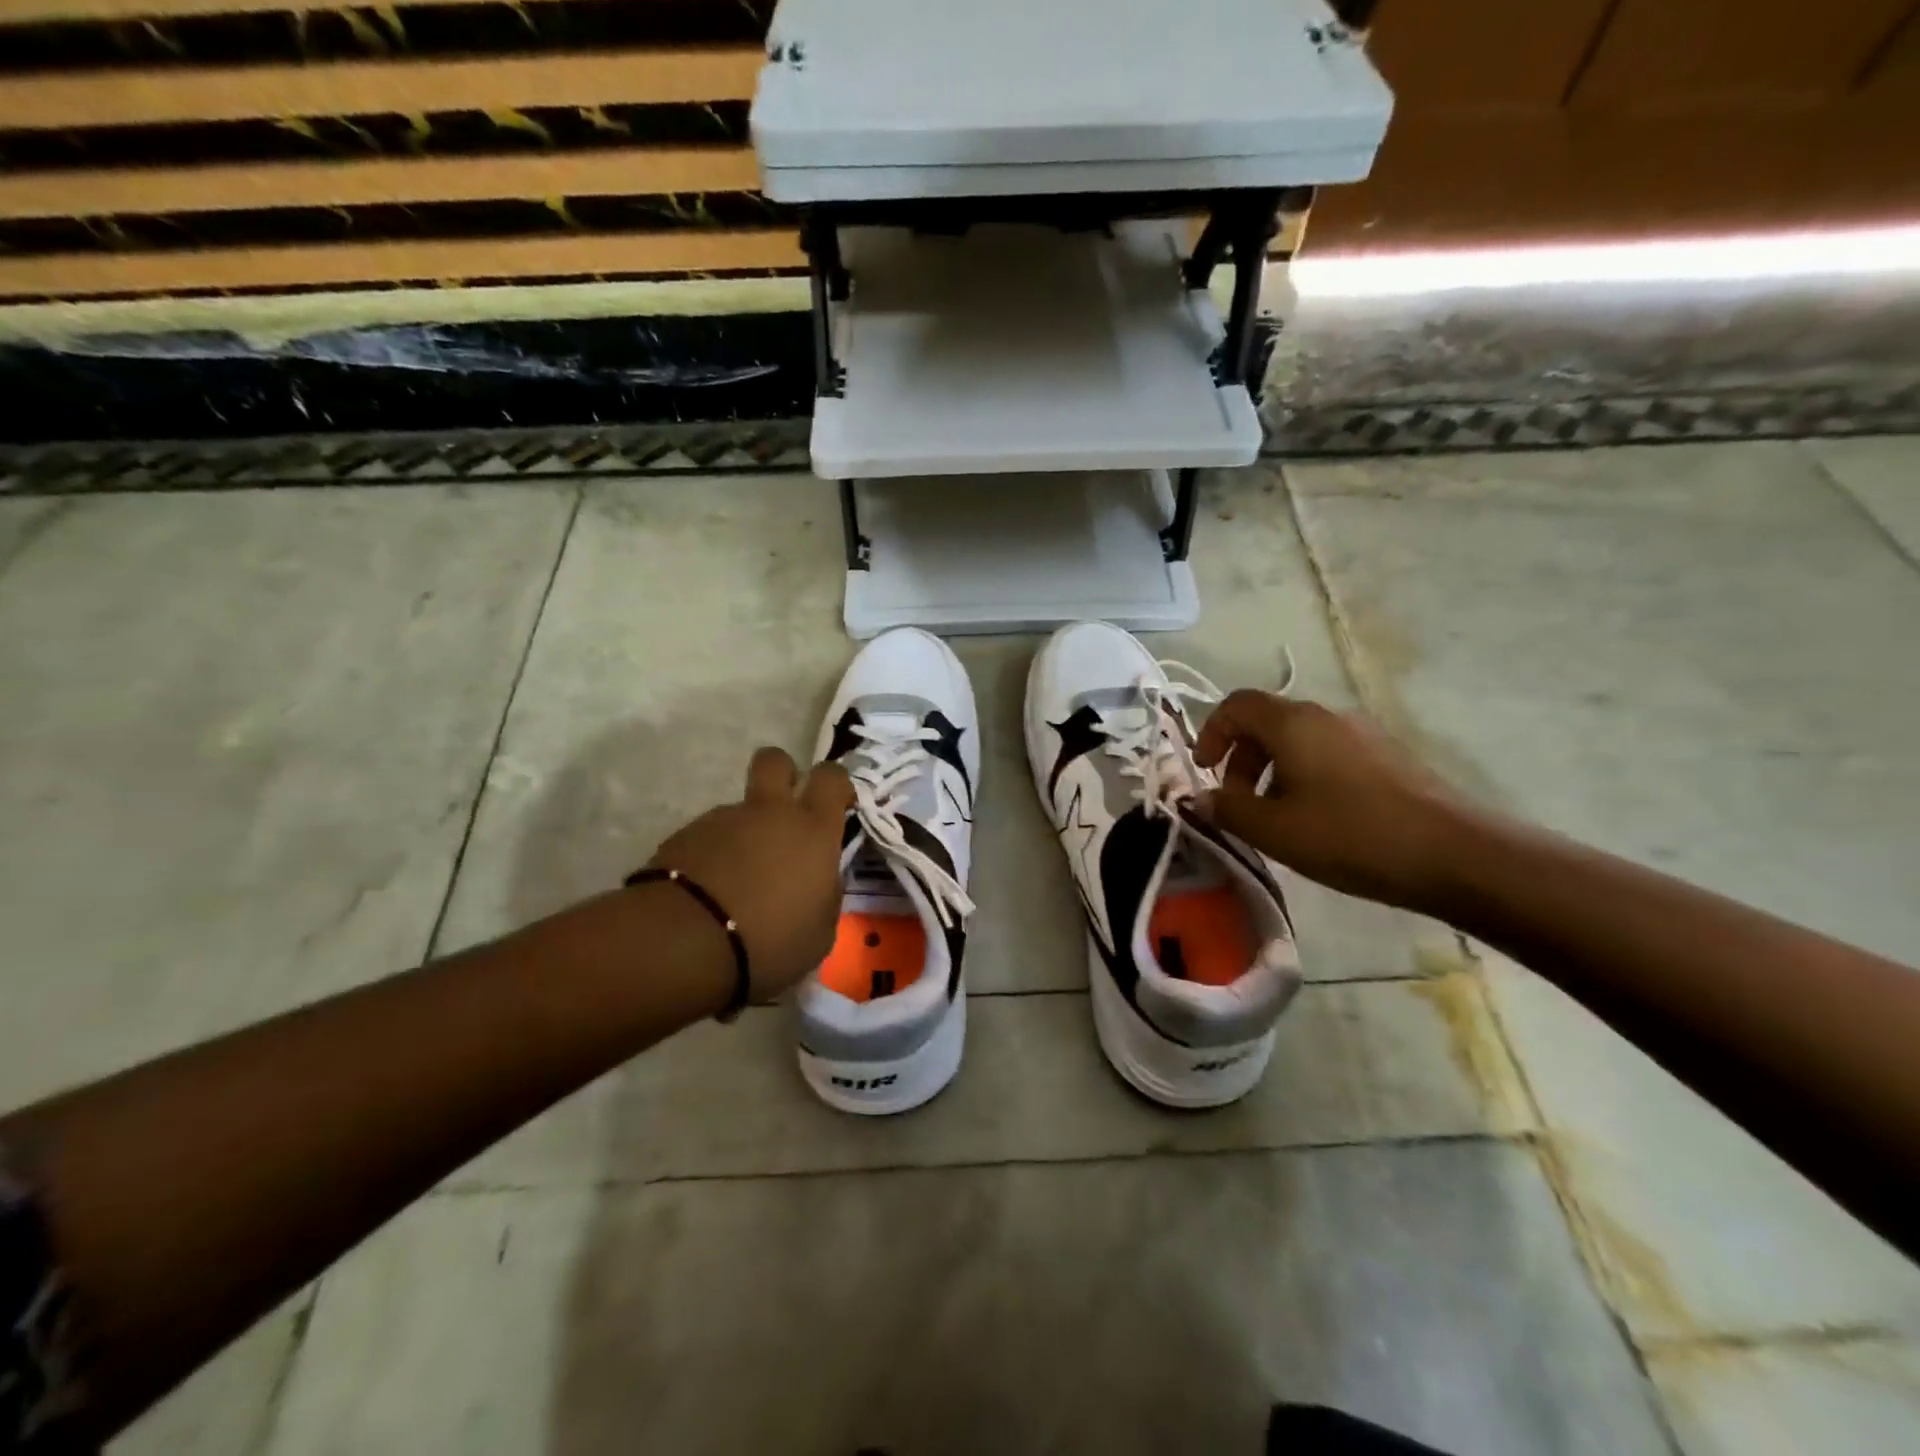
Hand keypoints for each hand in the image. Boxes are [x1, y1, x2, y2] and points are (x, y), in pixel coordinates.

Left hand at [646, 748, 854, 999]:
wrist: (686, 943)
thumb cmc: (771, 940)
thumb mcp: (820, 932)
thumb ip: (825, 896)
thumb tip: (820, 882)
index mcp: (812, 829)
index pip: (832, 777)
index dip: (836, 785)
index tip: (836, 807)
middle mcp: (769, 812)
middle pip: (775, 760)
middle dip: (783, 774)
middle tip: (784, 810)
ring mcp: (722, 820)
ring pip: (739, 810)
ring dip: (742, 834)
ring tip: (736, 885)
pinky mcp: (682, 837)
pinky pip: (707, 839)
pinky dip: (711, 859)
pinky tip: (708, 897)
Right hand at [1193, 691, 1467, 912]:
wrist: (1454, 854)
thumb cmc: (1350, 835)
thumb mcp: (1274, 830)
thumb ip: (1228, 809)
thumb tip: (1202, 798)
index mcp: (1293, 723)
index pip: (1236, 705)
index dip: (1211, 733)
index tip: (1205, 772)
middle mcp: (1327, 716)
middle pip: (1267, 722)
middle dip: (1241, 759)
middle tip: (1239, 804)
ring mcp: (1363, 733)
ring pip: (1299, 740)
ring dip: (1273, 771)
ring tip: (1277, 818)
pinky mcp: (1388, 756)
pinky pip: (1329, 754)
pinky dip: (1306, 776)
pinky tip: (1319, 820)